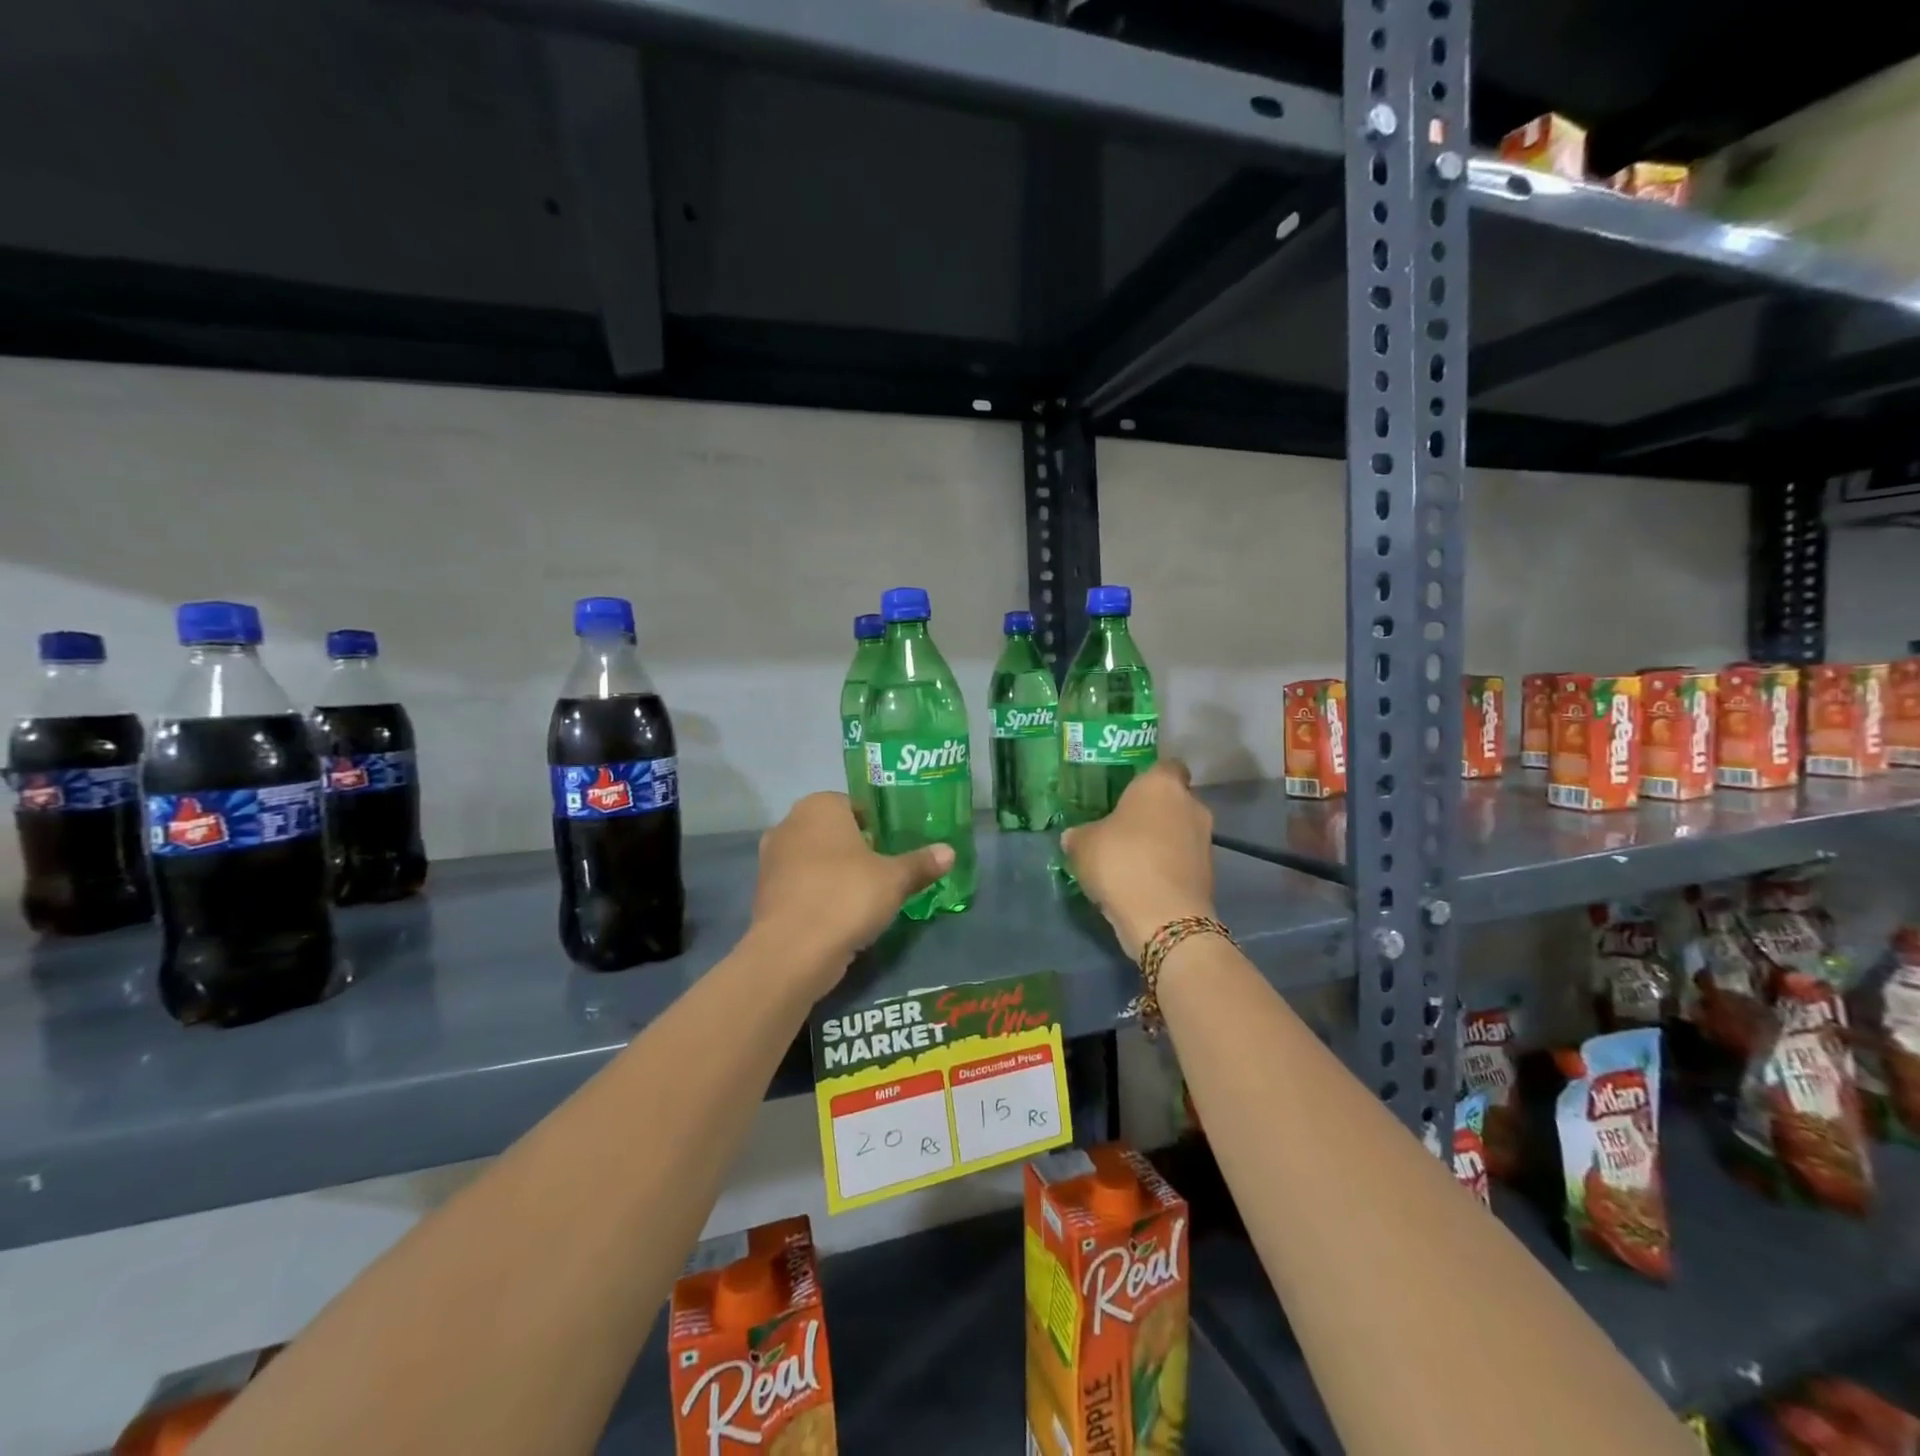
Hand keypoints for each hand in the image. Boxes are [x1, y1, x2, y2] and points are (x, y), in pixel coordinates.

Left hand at [750, 792, 953, 989]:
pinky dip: (819, 895)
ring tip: (865, 897)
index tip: (894, 848)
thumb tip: (950, 852)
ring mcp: (772, 859)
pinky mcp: (765, 892)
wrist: (793, 951)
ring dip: (836, 873)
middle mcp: (790, 823)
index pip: (855, 805)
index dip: (877, 826)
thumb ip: (921, 863)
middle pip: (833, 832)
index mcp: (819, 806)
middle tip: (885, 872)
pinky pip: (802, 885)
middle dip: (856, 849)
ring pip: (815, 859)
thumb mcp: (895, 879)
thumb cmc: (847, 896)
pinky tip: (840, 915)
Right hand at [1061, 759, 1215, 958]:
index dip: (1148, 776)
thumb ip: (1080, 834)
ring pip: (1180, 831)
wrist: (1164, 919)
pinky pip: (1183, 860)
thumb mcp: (1082, 845)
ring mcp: (1205, 840)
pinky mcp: (1210, 873)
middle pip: (1174, 799)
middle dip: (1153, 811)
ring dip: (1162, 841)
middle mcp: (1191, 805)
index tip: (1127, 791)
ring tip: (1131, 859)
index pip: (1166, 765)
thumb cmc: (1121, 862)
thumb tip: (1075, 836)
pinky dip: (1168, 867)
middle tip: (1123, 826)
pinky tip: (1143, 882)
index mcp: (1161, 784)